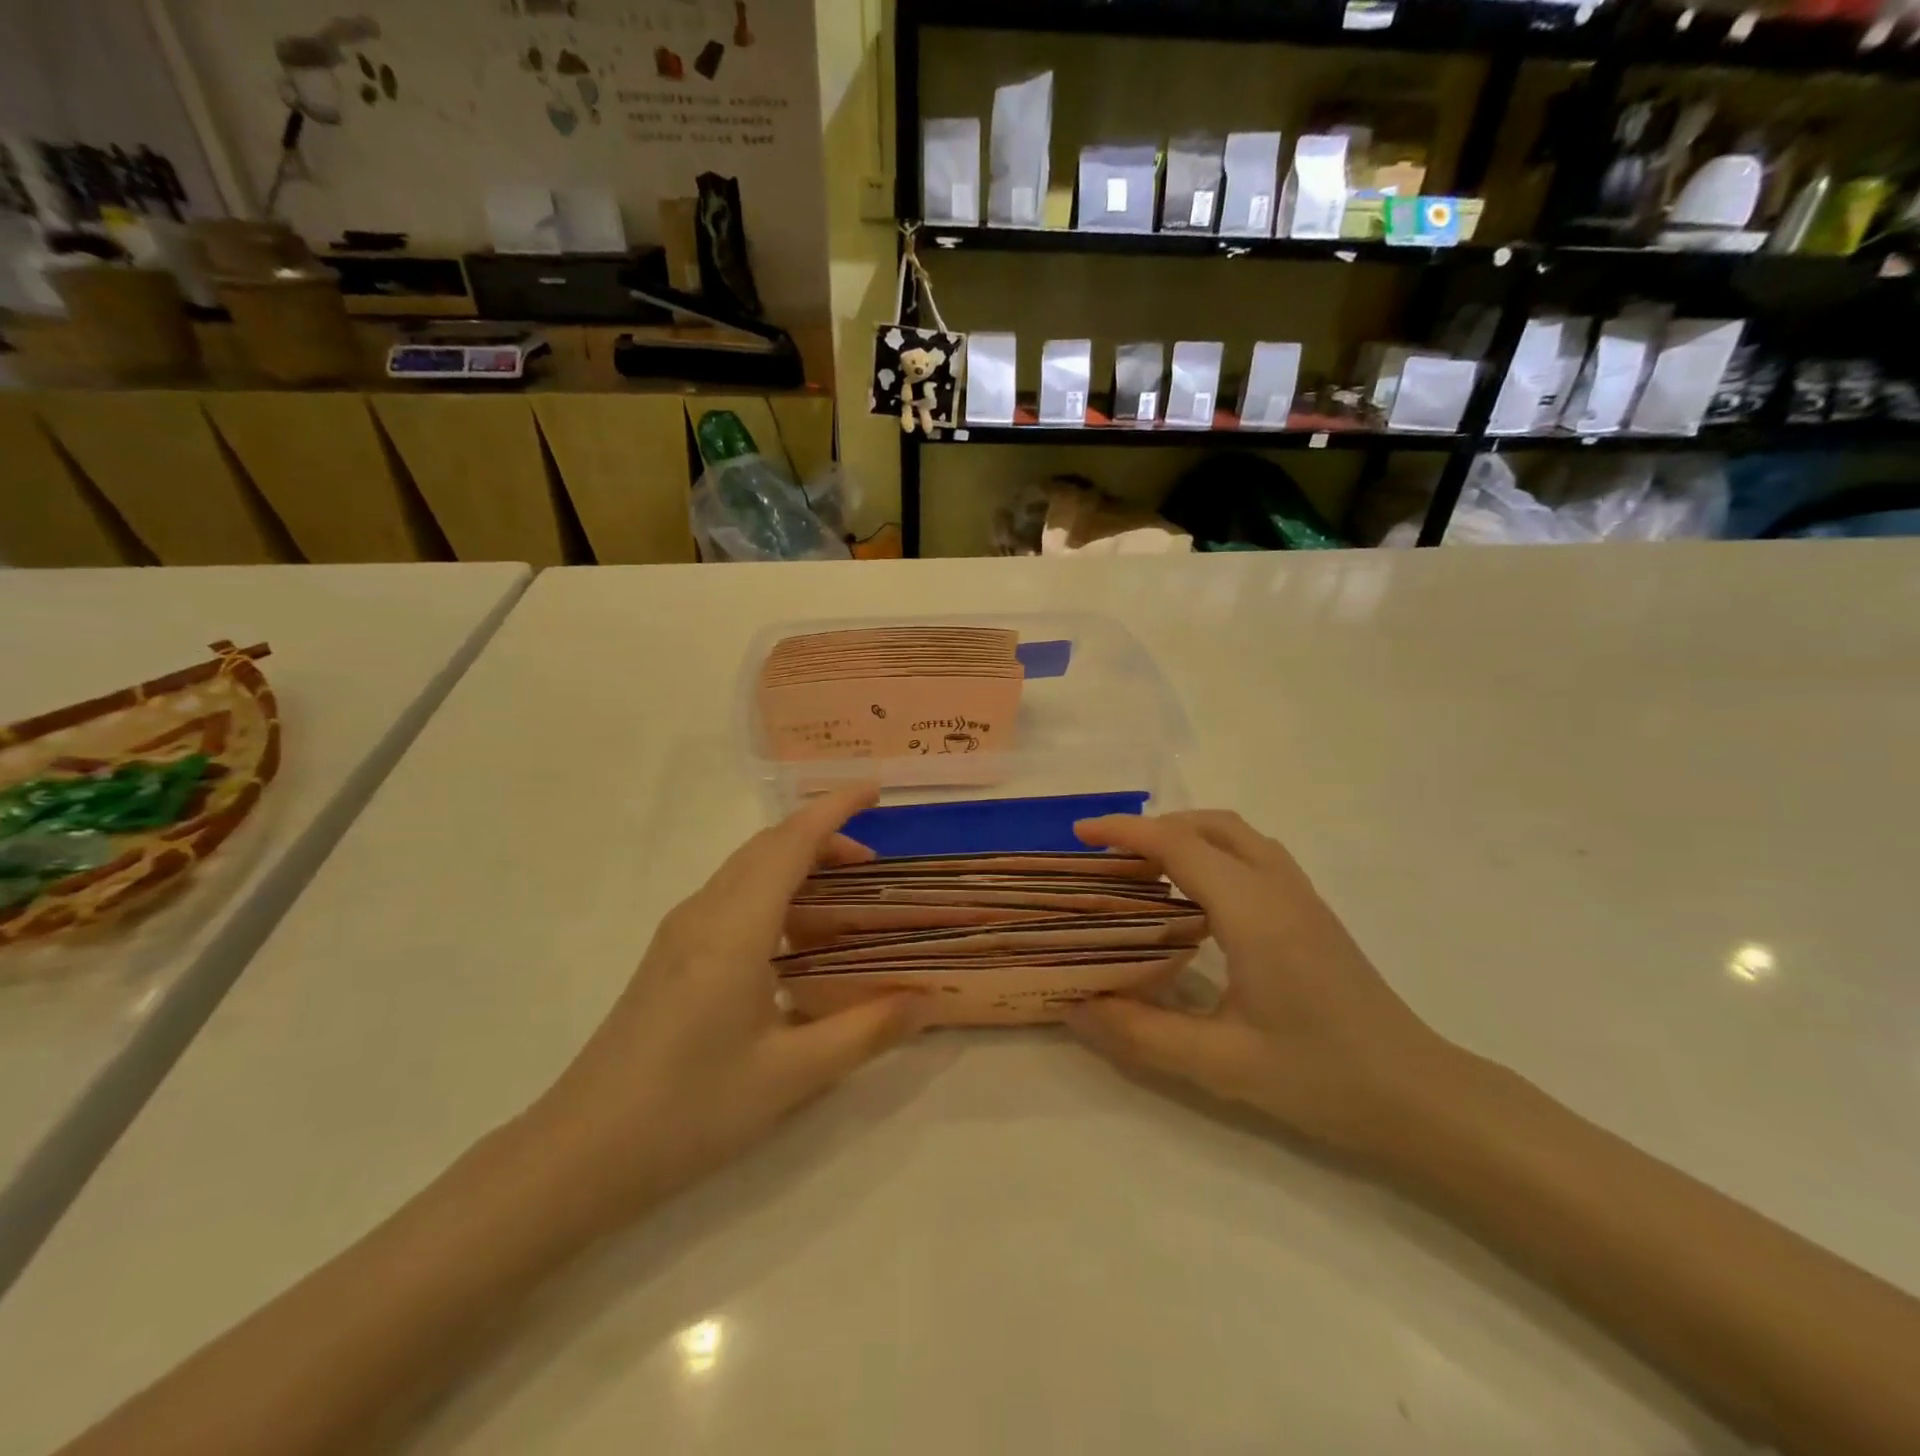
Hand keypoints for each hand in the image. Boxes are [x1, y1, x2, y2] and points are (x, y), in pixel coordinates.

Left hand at [523, 787, 925, 1235]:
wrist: (578, 1154)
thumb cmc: (689, 1110)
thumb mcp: (791, 1075)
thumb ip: (864, 1031)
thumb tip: (926, 1001)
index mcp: (734, 928)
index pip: (791, 843)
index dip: (835, 809)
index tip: (875, 790)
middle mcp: (704, 913)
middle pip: (768, 847)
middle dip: (823, 837)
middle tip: (874, 864)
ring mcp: (680, 933)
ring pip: (746, 870)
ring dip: (796, 865)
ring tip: (844, 899)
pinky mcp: (670, 955)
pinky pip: (731, 897)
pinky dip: (773, 892)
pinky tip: (794, 940)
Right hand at [1067, 811, 1459, 1156]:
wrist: (1420, 1096)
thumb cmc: (1322, 1077)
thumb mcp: (1220, 1064)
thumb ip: (1141, 1034)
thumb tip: (1075, 1009)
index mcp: (1253, 912)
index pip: (1179, 845)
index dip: (1125, 832)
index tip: (1080, 834)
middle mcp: (1278, 889)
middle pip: (1209, 826)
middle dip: (1153, 827)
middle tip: (1108, 856)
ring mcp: (1302, 897)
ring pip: (1236, 835)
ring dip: (1186, 835)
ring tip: (1146, 868)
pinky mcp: (1313, 913)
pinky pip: (1254, 855)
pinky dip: (1213, 852)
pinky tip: (1197, 897)